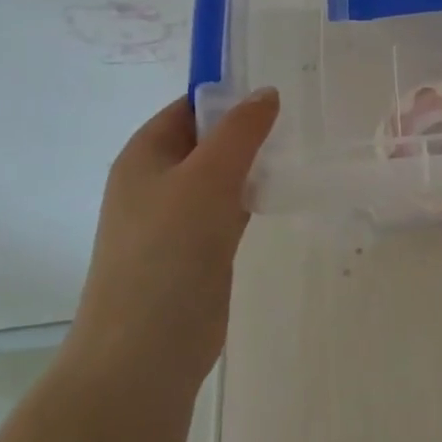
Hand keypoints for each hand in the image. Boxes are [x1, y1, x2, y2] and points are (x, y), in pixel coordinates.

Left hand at [64, 88, 279, 390]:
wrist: (145, 349)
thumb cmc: (169, 251)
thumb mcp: (208, 178)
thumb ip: (240, 131)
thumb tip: (266, 92)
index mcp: (144, 155)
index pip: (188, 107)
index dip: (228, 95)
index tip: (277, 93)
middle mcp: (156, 182)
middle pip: (206, 140)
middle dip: (246, 130)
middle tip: (297, 120)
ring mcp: (175, 218)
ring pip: (220, 175)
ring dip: (252, 164)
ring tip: (297, 150)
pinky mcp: (196, 249)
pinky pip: (227, 208)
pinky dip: (251, 197)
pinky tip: (280, 194)